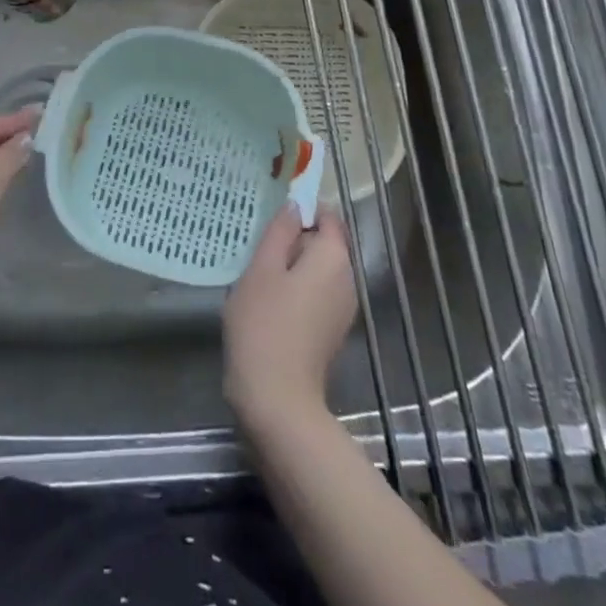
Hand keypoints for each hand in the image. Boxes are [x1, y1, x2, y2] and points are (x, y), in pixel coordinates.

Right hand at [223, 205, 357, 431]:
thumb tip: (295, 206)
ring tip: (258, 273)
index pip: (327, 216)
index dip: (302, 210)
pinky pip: (316, 292)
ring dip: (291, 265)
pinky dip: (296, 288)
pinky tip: (269, 301)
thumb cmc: (264, 324)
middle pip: (324, 243)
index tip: (271, 218)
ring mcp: (342, 308)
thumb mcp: (262, 268)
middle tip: (258, 247)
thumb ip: (280, 231)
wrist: (277, 399)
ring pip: (318, 269)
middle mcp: (347, 280)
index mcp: (334, 258)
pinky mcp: (331, 330)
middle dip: (294, 239)